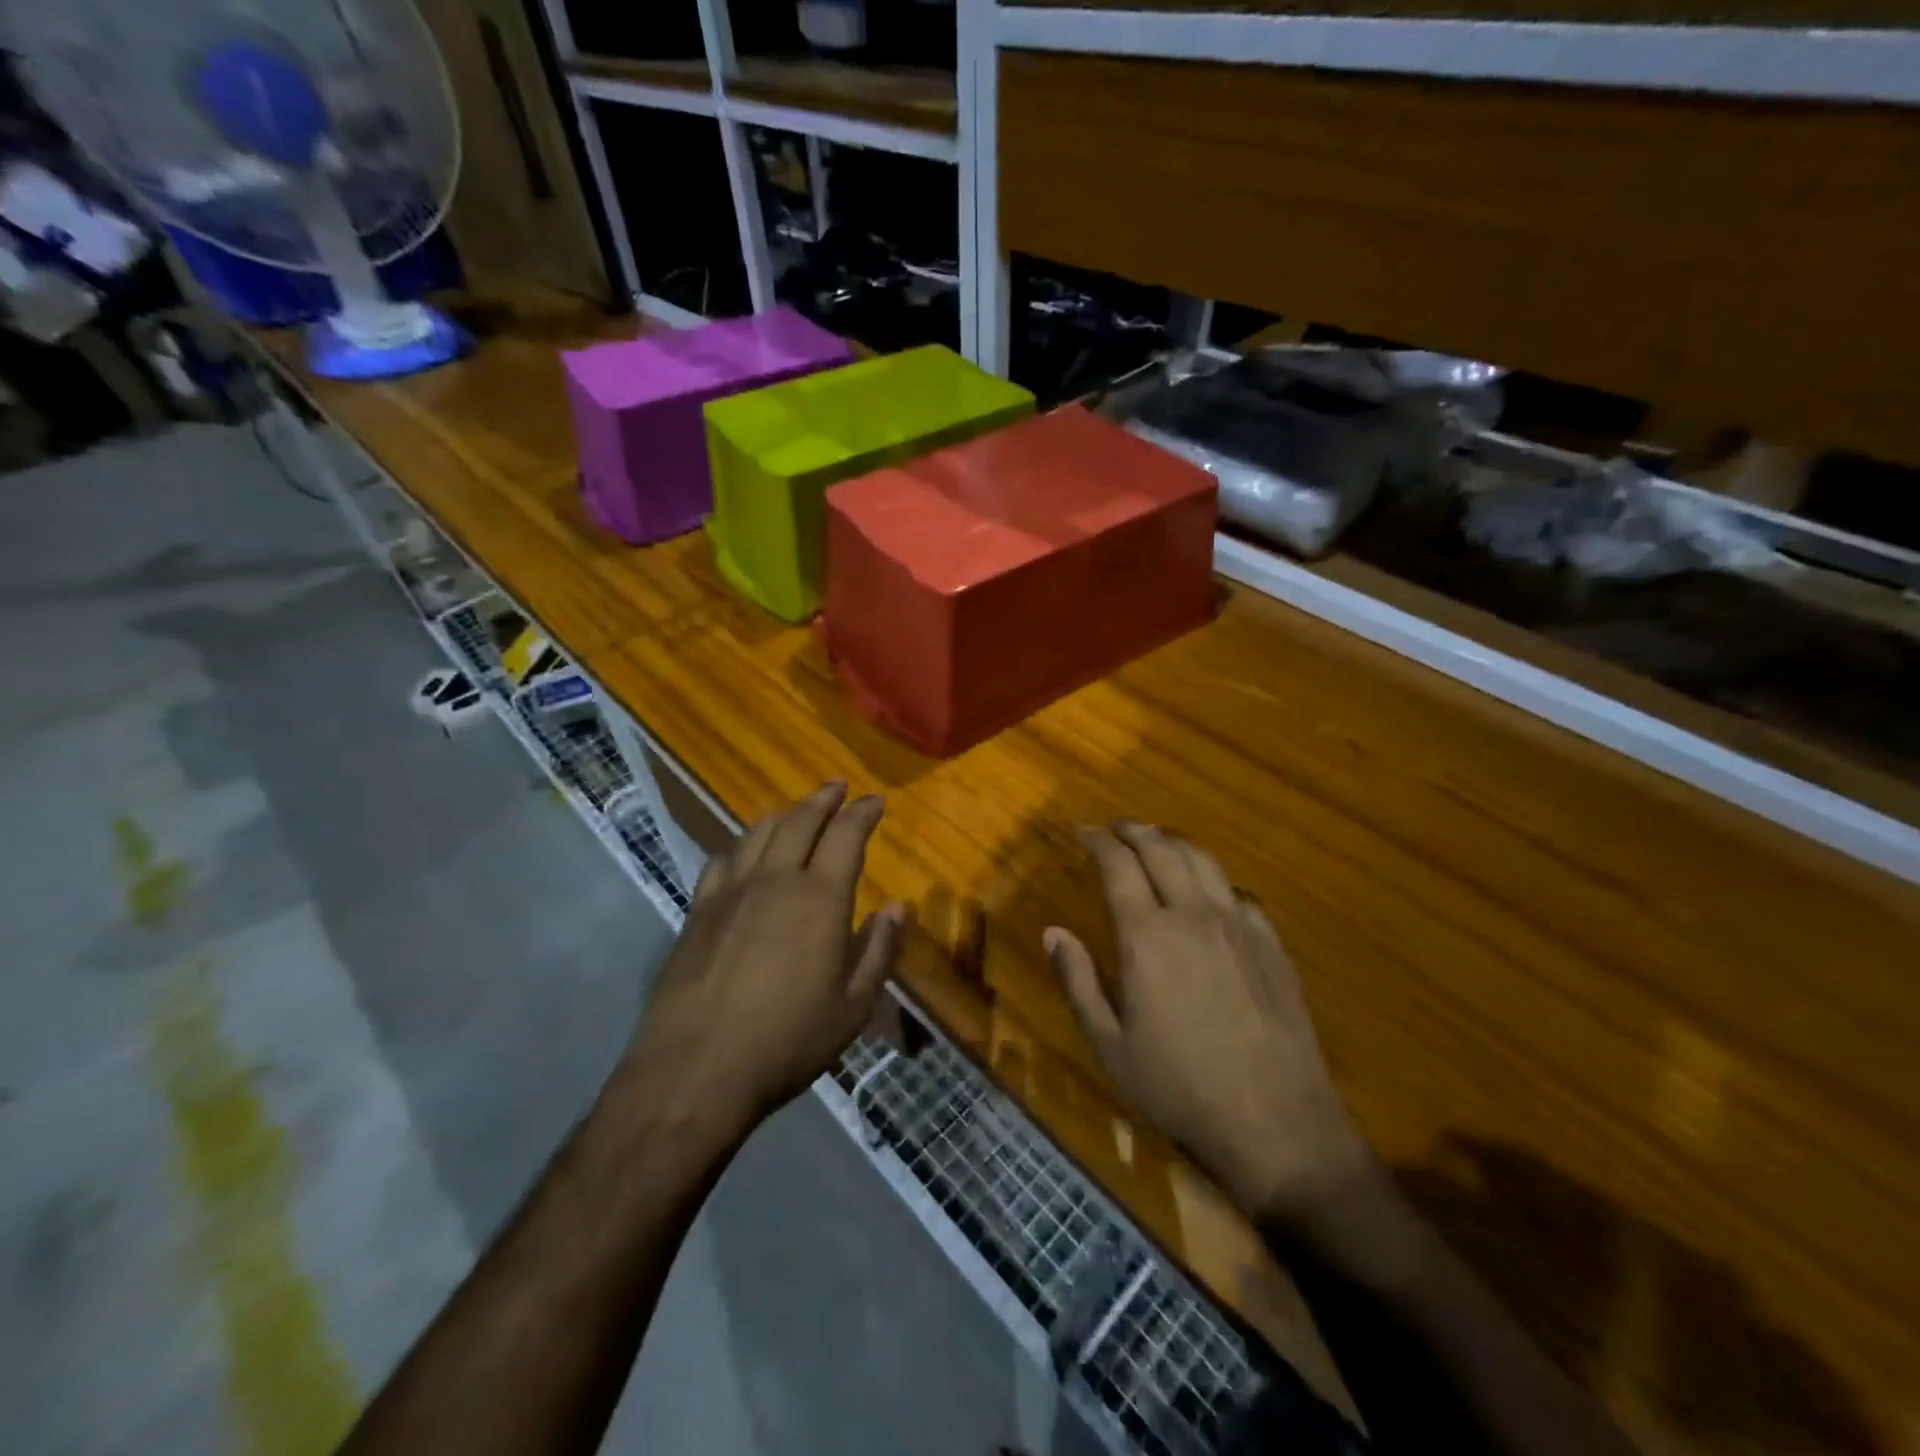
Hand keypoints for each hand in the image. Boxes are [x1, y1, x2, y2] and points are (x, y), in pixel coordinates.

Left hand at [625, 781, 910, 1135]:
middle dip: (823, 799)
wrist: (696, 1069)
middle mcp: (776, 880)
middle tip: (837, 786)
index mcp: (820, 898)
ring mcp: (731, 892)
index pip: (846, 836)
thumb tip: (899, 906)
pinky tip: (744, 848)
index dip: (863, 813)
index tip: (875, 801)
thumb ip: (879, 949)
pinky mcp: (698, 911)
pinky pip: (723, 858)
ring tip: (796, 809)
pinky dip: (742, 842)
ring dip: (784, 813)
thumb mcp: (853, 1005)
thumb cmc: (788, 1040)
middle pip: (801, 822)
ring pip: (759, 833)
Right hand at [1046, 821, 1377, 1221]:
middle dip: (1135, 830)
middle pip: (1162, 850)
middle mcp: (1193, 915)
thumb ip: (1078, 982)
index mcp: (1147, 935)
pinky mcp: (1272, 945)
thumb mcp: (1110, 1045)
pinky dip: (1214, 879)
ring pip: (1204, 861)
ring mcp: (1239, 926)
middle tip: (1117, 827)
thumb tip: (1052, 932)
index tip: (1083, 831)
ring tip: (1158, 841)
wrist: (1276, 1123)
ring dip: (1175, 842)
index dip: (1098, 841)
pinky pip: (1239, 893)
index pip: (1118, 865)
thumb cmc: (1180, 1088)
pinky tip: (1211, 892)